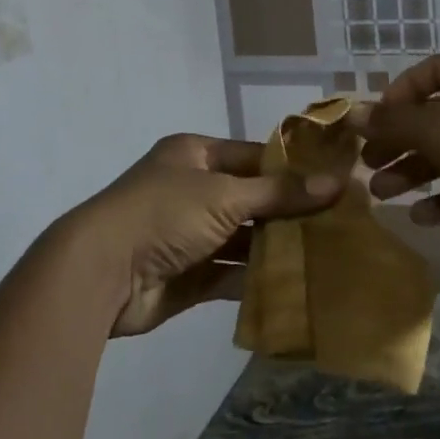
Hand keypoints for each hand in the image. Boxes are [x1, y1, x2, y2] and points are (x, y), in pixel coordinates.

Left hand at [67, 134, 340, 336]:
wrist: (100, 273)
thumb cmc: (163, 214)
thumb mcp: (225, 195)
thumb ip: (280, 193)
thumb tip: (336, 182)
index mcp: (195, 155)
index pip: (254, 156)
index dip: (292, 169)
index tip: (334, 182)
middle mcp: (192, 190)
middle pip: (251, 199)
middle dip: (288, 212)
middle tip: (338, 222)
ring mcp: (189, 234)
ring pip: (243, 238)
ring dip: (276, 246)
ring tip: (326, 253)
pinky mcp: (188, 274)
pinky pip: (230, 272)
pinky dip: (257, 277)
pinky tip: (296, 283)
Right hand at [351, 54, 439, 258]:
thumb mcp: (437, 129)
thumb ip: (392, 122)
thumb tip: (350, 113)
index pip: (428, 73)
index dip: (398, 95)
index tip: (374, 121)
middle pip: (433, 118)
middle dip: (398, 142)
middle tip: (368, 164)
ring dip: (414, 172)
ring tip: (383, 194)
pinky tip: (421, 217)